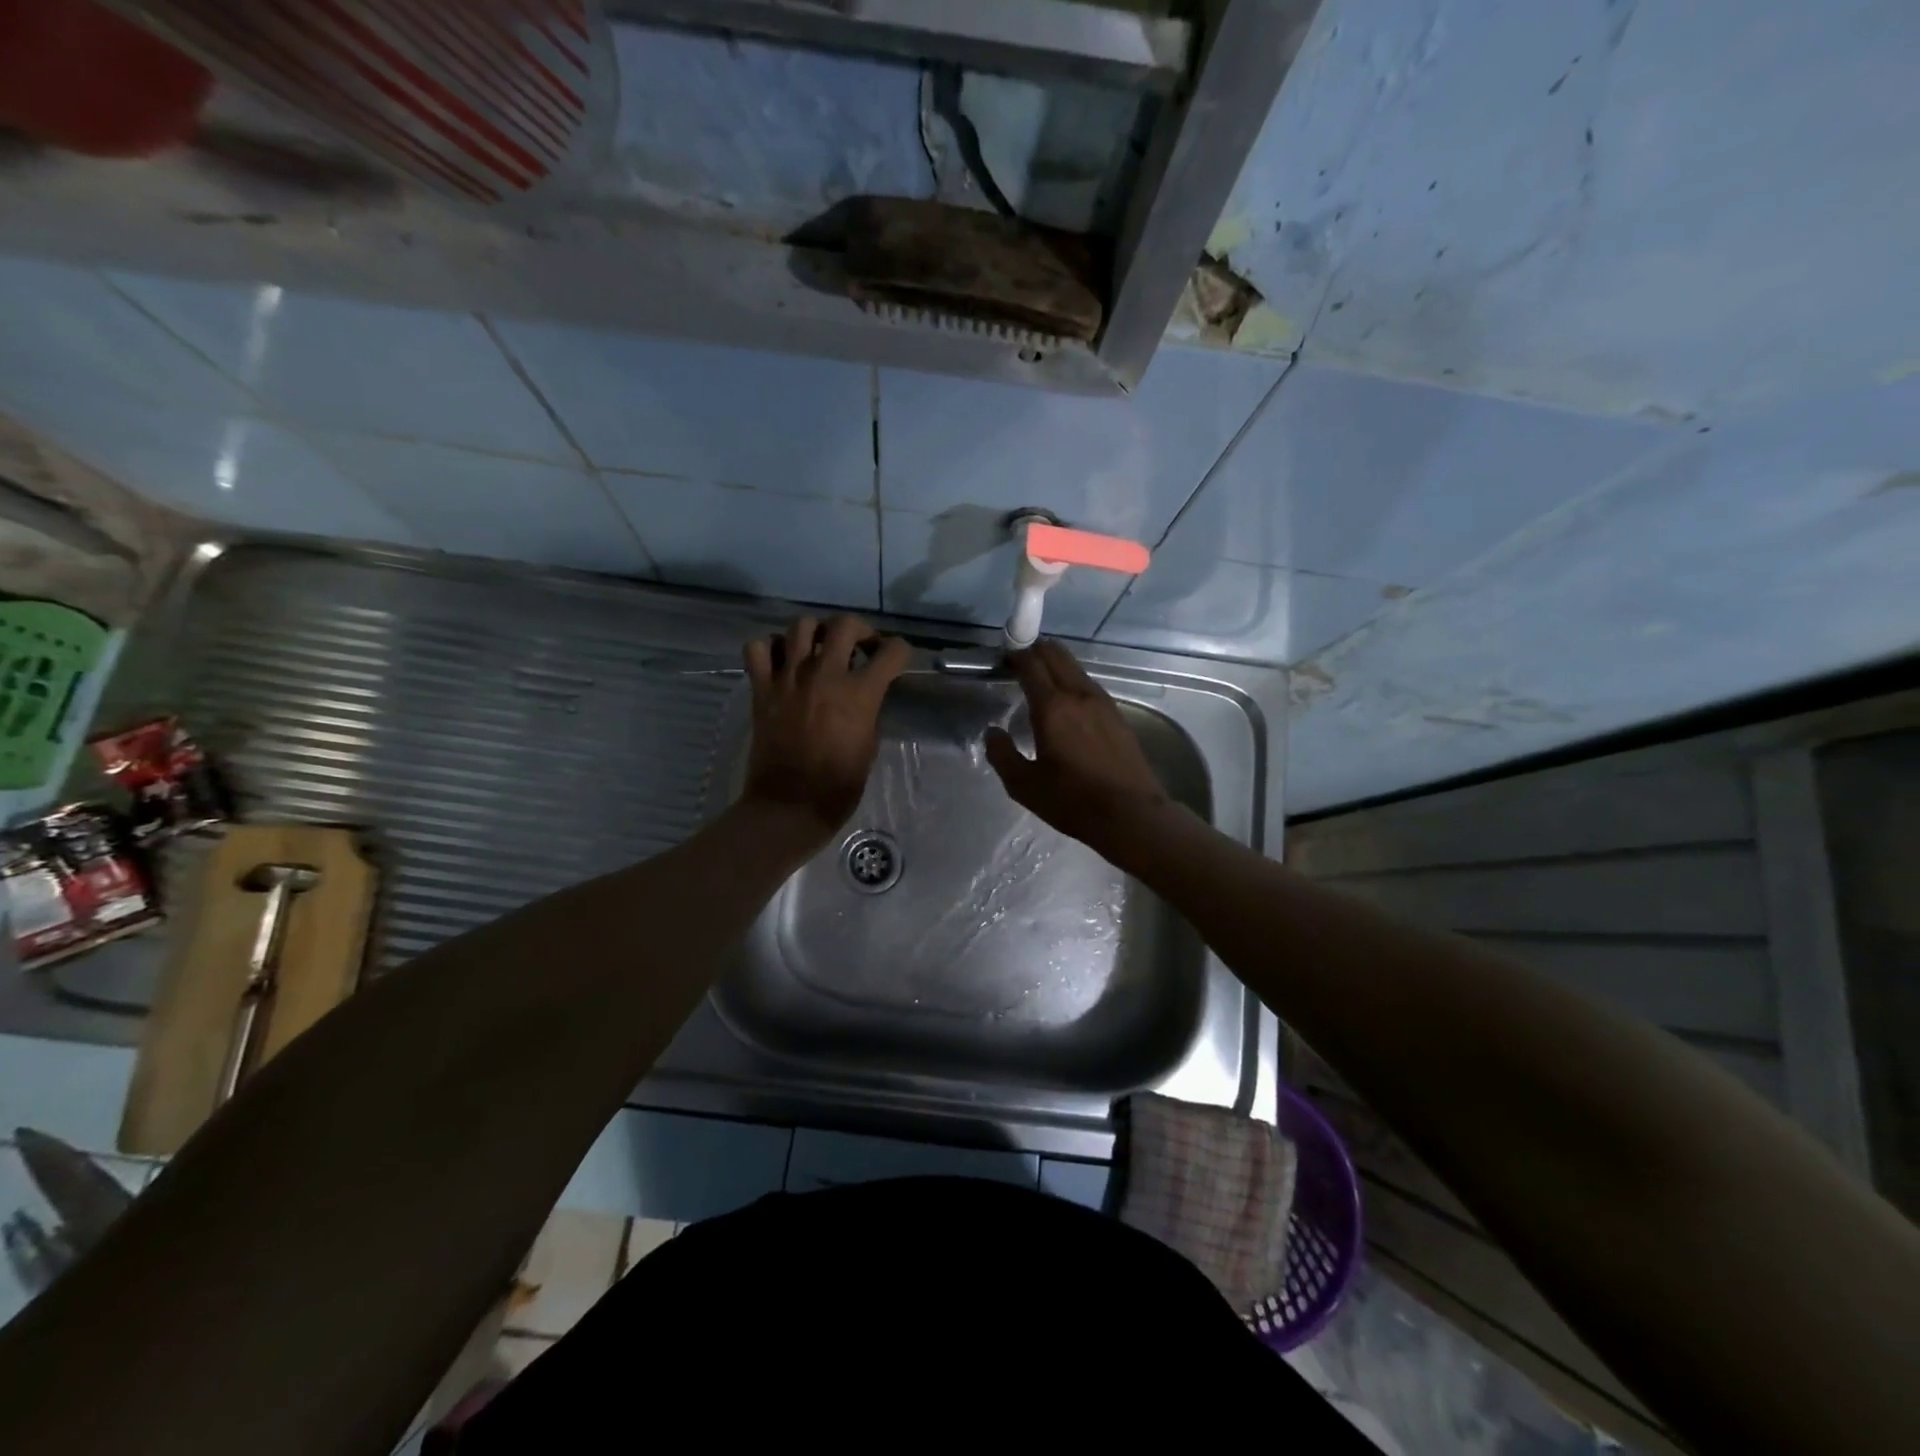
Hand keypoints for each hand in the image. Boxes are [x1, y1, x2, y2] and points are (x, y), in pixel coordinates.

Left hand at [741, 614, 910, 841]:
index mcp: (859, 693)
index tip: (897, 659)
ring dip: (816, 633)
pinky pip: (758, 648)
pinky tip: (781, 661)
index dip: (901, 652)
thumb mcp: (869, 745)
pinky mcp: (762, 689)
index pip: (892, 652)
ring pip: (801, 626)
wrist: (790, 805)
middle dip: (860, 630)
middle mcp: (825, 676)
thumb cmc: (839, 785)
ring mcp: (789, 678)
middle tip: (860, 647)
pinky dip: (770, 648)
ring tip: (819, 649)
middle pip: (845, 625)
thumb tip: (864, 693)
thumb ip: (868, 710)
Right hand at [984, 640, 1172, 859]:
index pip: (1031, 664)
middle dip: (1035, 650)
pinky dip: (1072, 681)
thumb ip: (1002, 755)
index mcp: (1052, 707)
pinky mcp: (1117, 715)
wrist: (1130, 814)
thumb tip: (993, 732)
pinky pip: (1089, 685)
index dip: (1015, 656)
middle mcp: (1078, 694)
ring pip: (1075, 667)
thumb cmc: (1072, 800)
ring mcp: (1103, 702)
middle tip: (1019, 663)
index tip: (1003, 659)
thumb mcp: (1024, 786)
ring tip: (1041, 681)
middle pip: (1056, 654)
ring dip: (1055, 665)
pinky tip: (1067, 703)